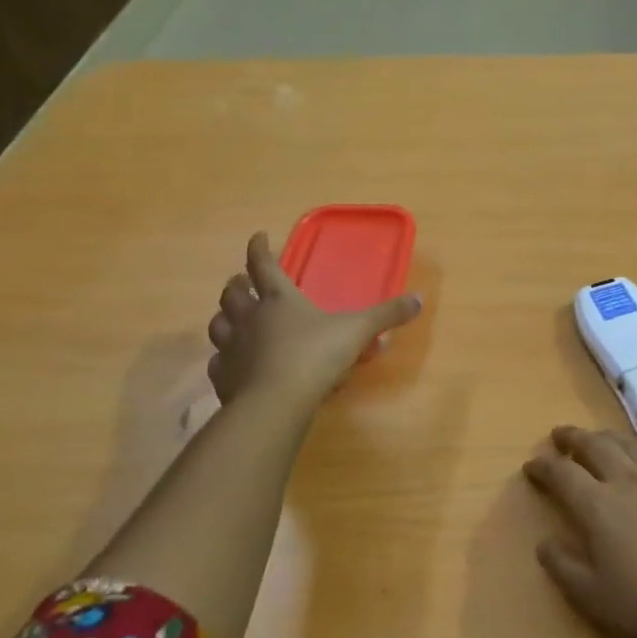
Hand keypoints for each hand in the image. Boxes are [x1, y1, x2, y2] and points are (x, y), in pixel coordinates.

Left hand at [207, 232, 420, 408]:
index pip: (263, 264)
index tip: (258, 236)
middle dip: (237, 284)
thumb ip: (386, 315)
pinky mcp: (224, 377)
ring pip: (218, 324)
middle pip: (233, 293)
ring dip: (224, 318)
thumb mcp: (357, 331)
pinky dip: (224, 359)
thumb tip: (418, 299)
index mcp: (279, 299)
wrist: (275, 401)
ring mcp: (233, 347)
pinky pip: (218, 362)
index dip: (259, 248)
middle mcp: (250, 317)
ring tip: (232, 319)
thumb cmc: (316, 356)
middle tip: (242, 282)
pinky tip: (233, 365)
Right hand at [523, 426, 636, 637]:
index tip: (531, 464)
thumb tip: (545, 542)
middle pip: (595, 446)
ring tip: (597, 438)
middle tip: (560, 435)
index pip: (563, 474)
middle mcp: (628, 481)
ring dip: (606, 436)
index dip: (543, 466)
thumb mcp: (592, 597)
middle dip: (573, 438)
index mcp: (598, 506)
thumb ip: (563, 566)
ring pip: (629, 444)